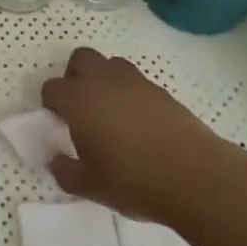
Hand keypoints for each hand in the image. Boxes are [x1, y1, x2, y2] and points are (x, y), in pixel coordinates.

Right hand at [42, 47, 216, 223]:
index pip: (52, 88)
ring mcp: (135, 82)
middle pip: (81, 59)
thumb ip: (65, 172)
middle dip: (75, 77)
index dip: (51, 105)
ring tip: (111, 112)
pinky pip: (137, 81)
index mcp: (78, 100)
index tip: (60, 125)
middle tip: (82, 109)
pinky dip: (131, 94)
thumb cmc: (133, 180)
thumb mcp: (90, 187)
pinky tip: (139, 123)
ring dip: (104, 80)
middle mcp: (103, 82)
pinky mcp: (161, 91)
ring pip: (111, 64)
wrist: (195, 176)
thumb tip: (56, 161)